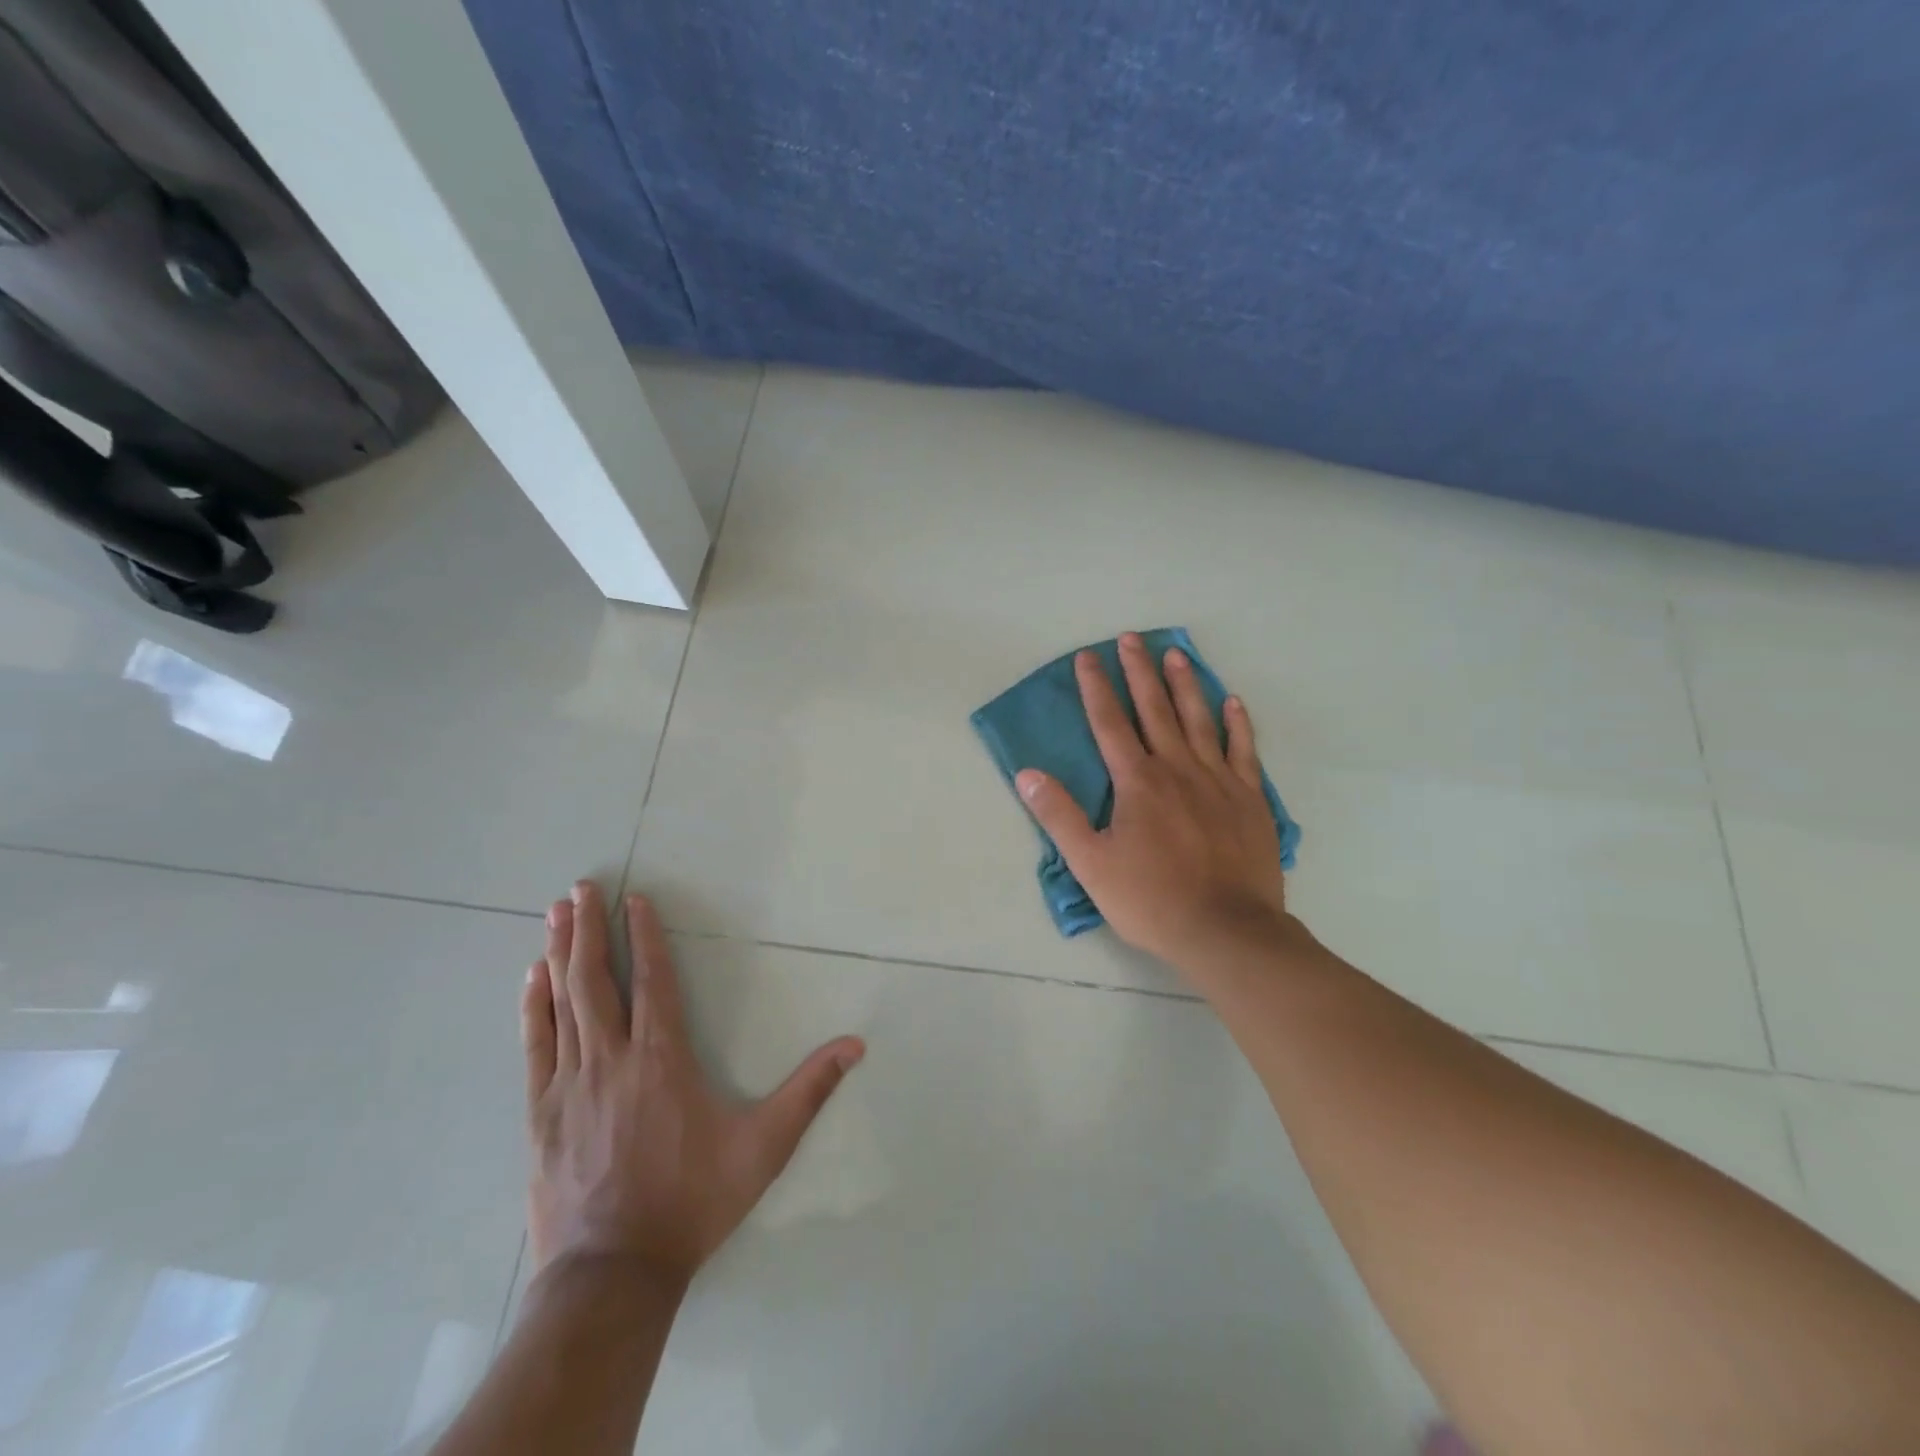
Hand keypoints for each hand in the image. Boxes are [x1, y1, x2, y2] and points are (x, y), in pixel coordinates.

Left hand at [522, 882, 863, 1287]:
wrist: (614, 1275)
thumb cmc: (693, 1201)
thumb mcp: (765, 1146)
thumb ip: (809, 1090)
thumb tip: (856, 1045)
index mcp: (663, 1058)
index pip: (653, 980)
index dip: (643, 935)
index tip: (634, 898)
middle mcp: (613, 1058)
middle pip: (597, 980)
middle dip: (589, 928)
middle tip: (579, 886)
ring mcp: (571, 1084)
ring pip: (563, 1004)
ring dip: (558, 954)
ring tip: (554, 913)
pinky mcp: (542, 1113)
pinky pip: (536, 1046)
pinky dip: (533, 1008)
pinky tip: (531, 978)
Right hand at [1015, 633, 1289, 969]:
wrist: (1226, 930)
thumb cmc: (1151, 899)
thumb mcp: (1091, 863)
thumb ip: (1059, 816)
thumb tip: (1028, 774)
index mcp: (1137, 782)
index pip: (1109, 723)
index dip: (1095, 687)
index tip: (1087, 656)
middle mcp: (1177, 769)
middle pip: (1154, 710)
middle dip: (1138, 672)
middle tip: (1131, 638)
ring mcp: (1218, 780)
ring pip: (1199, 720)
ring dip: (1185, 685)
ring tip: (1175, 653)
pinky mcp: (1249, 798)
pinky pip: (1243, 750)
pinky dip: (1237, 724)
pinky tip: (1231, 701)